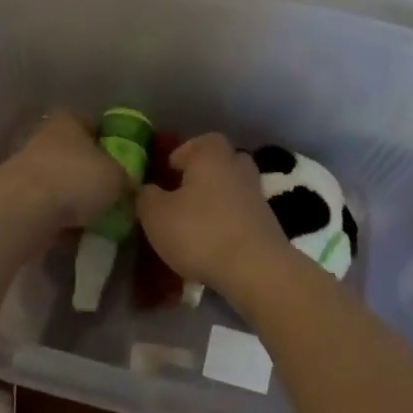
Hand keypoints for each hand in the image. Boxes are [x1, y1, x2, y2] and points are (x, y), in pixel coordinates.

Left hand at [0, 112, 128, 235]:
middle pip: (75, 155)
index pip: (93, 125)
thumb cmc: (75, 179)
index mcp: (68, 121)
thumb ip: (127, 180)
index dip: (110, 144)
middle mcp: (44, 138)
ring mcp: (26, 168)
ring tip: (96, 221)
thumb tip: (130, 188)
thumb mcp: (118, 178)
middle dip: (91, 175)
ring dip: (74, 199)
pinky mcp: (15, 198)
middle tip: (112, 197)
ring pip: (59, 183)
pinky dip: (59, 219)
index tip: (124, 165)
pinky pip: (46, 207)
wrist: (22, 210)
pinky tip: (74, 235)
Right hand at [136, 133, 287, 295]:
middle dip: (200, 177)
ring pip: (230, 189)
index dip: (180, 156)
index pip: (196, 142)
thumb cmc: (200, 232)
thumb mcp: (156, 215)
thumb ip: (145, 196)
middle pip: (218, 163)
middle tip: (180, 198)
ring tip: (193, 225)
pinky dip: (228, 223)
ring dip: (215, 202)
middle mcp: (237, 166)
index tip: (165, 176)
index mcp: (211, 154)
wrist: (256, 270)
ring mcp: (256, 194)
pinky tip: (213, 244)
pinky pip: (241, 214)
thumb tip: (146, 189)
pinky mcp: (267, 222)